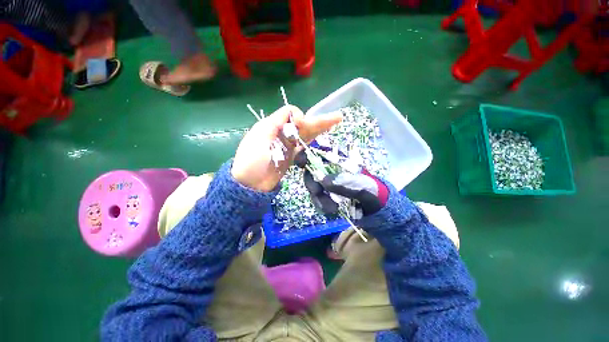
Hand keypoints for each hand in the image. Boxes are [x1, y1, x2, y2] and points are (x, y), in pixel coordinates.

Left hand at [232, 105, 341, 191]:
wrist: (250, 184)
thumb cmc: (252, 160)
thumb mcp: (259, 137)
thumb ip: (276, 123)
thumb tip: (297, 118)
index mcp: (272, 125)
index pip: (290, 113)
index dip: (299, 117)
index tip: (301, 126)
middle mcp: (281, 133)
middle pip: (302, 124)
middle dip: (319, 121)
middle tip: (338, 117)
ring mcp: (287, 145)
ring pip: (306, 134)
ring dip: (320, 129)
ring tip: (336, 123)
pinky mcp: (292, 156)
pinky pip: (304, 145)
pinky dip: (313, 140)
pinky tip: (322, 136)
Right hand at [295, 150, 388, 216]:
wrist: (375, 209)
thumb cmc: (372, 191)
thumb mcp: (364, 185)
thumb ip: (346, 182)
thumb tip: (323, 181)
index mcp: (339, 159)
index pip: (318, 150)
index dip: (305, 153)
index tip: (301, 162)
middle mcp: (329, 169)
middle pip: (309, 170)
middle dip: (312, 183)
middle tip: (318, 192)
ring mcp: (325, 182)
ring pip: (311, 186)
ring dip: (319, 198)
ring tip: (333, 207)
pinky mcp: (324, 195)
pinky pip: (315, 199)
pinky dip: (321, 205)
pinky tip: (332, 210)